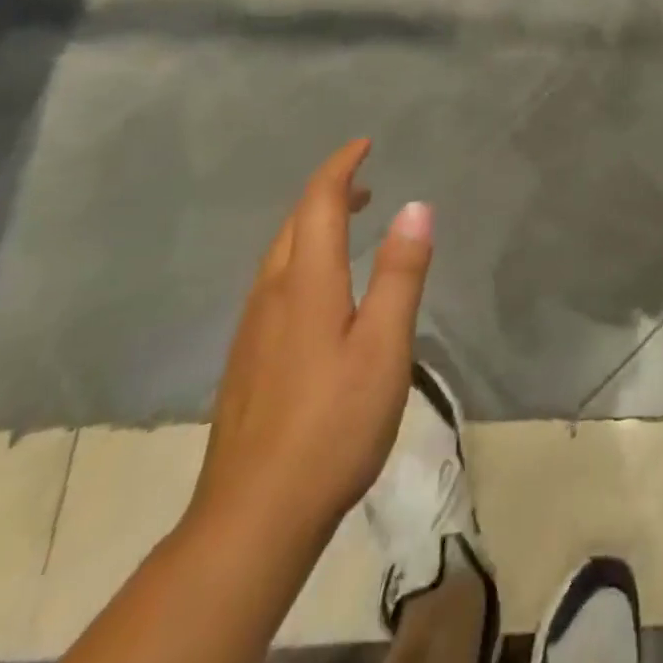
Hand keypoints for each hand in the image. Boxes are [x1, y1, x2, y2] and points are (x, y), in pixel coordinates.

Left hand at [189, 140, 432, 549]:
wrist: (253, 518)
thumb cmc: (332, 424)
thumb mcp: (384, 345)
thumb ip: (400, 272)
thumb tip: (415, 204)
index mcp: (305, 283)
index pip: (319, 203)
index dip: (341, 167)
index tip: (365, 144)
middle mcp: (271, 295)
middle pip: (294, 223)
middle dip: (327, 191)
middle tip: (364, 181)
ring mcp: (252, 330)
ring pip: (279, 254)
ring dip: (312, 224)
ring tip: (347, 223)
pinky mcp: (247, 360)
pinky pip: (274, 283)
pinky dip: (301, 257)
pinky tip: (319, 289)